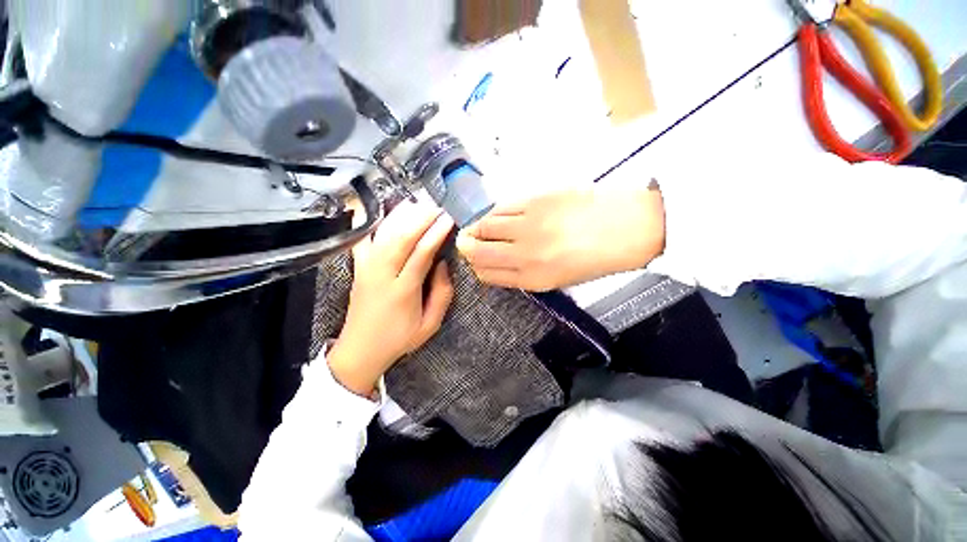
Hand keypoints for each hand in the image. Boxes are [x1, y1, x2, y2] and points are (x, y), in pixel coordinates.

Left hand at [328, 202, 454, 395]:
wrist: (360, 350)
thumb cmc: (399, 338)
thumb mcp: (430, 325)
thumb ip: (442, 294)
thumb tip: (442, 264)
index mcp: (403, 291)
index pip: (421, 253)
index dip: (436, 233)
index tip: (449, 218)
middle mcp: (382, 275)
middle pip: (401, 238)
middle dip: (421, 218)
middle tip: (437, 206)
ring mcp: (366, 269)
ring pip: (383, 234)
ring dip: (402, 216)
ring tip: (419, 203)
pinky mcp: (358, 268)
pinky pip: (363, 239)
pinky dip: (372, 222)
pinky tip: (383, 210)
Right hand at [457, 185, 664, 290]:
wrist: (632, 226)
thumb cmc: (598, 258)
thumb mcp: (561, 278)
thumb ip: (525, 272)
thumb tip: (500, 260)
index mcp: (534, 279)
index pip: (487, 274)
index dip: (476, 266)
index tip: (475, 260)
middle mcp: (526, 255)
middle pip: (478, 251)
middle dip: (467, 247)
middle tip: (466, 241)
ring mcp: (529, 225)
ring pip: (484, 227)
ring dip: (477, 228)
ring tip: (479, 227)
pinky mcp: (535, 200)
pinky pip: (501, 207)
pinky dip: (493, 212)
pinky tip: (497, 215)